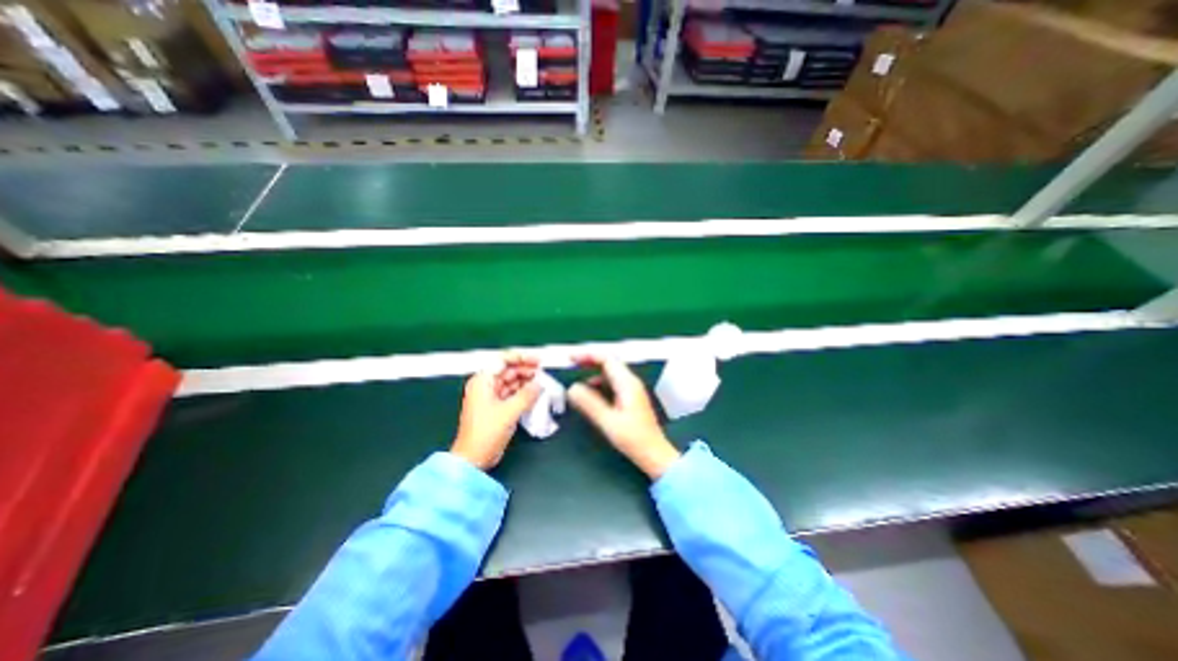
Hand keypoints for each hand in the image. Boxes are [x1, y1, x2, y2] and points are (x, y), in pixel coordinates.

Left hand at [453, 351, 541, 469]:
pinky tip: (535, 393)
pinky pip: (511, 393)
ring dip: (526, 381)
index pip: (503, 361)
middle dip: (526, 370)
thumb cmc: (487, 432)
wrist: (473, 458)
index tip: (538, 360)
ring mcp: (490, 396)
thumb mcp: (509, 411)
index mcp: (483, 381)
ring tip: (542, 382)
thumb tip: (540, 384)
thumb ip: (527, 395)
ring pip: (511, 382)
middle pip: (508, 370)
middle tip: (543, 372)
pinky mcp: (496, 407)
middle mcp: (485, 385)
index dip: (521, 358)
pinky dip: (523, 392)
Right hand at [567, 355, 680, 478]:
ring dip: (593, 372)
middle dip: (589, 360)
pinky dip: (599, 383)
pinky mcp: (630, 398)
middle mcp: (630, 382)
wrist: (653, 454)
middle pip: (609, 362)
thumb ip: (589, 403)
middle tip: (572, 363)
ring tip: (577, 378)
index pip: (607, 359)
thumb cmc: (633, 438)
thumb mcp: (608, 421)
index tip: (571, 358)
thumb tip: (572, 388)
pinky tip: (590, 393)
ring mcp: (631, 389)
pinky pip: (612, 383)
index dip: (588, 355)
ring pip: (610, 373)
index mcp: (627, 383)